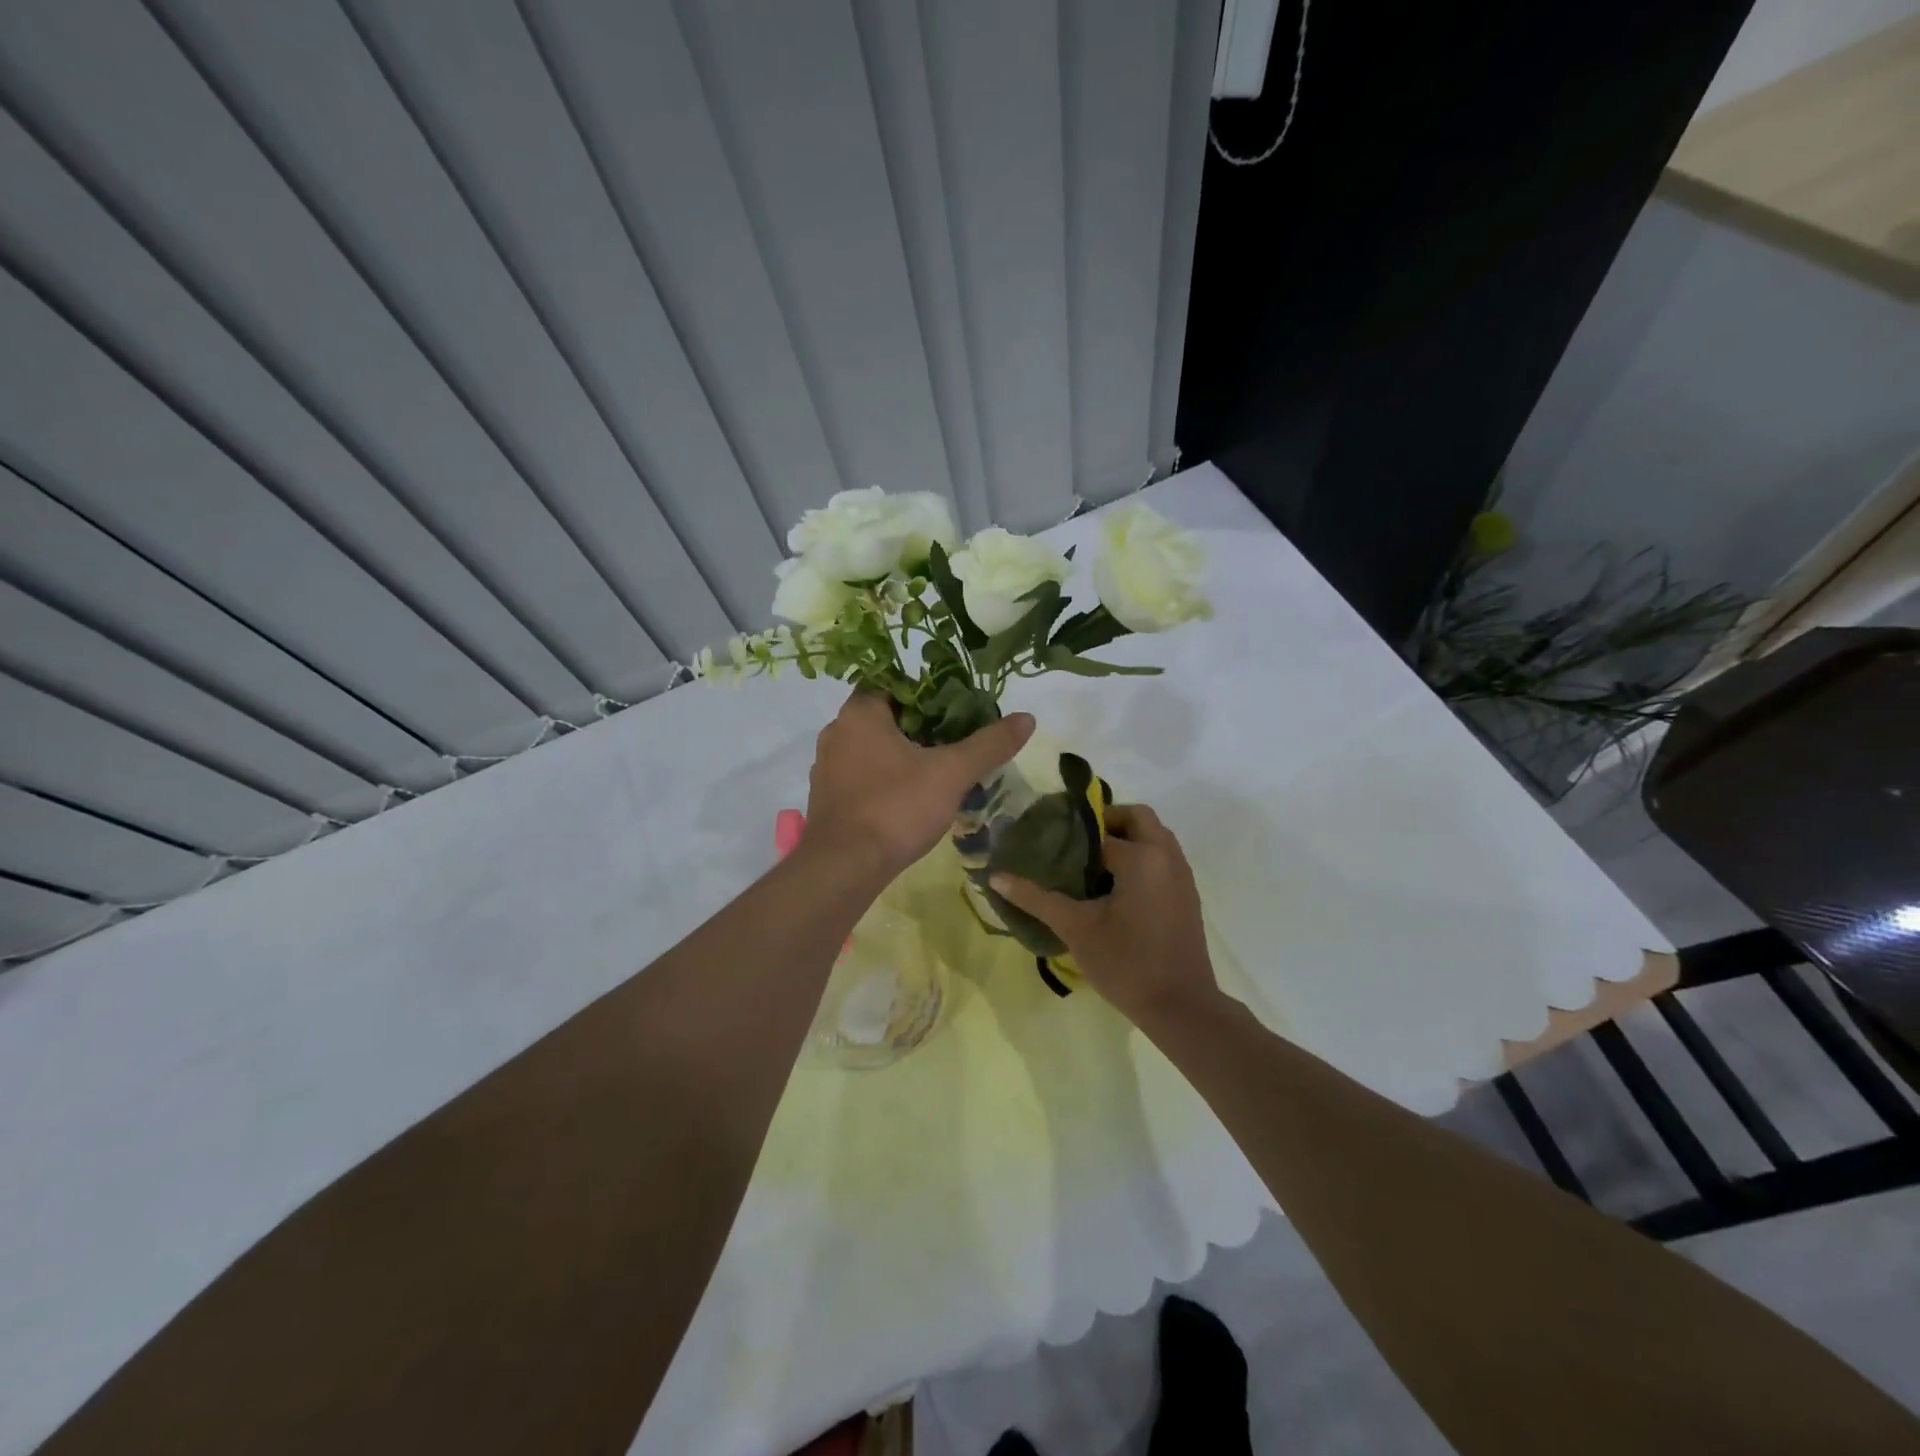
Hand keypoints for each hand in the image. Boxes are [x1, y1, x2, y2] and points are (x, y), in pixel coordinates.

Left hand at [804, 690, 1034, 881]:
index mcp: (860, 713)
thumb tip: (1028, 718)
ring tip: (937, 768)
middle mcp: (836, 731)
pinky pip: (860, 774)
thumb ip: (989, 744)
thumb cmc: (895, 807)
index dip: (925, 690)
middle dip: (918, 724)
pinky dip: (884, 777)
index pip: (892, 681)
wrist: (843, 867)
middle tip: (954, 738)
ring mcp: (827, 767)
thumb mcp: (951, 773)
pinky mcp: (827, 798)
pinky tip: (909, 797)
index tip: (954, 707)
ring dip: (901, 752)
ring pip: (871, 747)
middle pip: (883, 715)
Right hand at [991, 804, 1217, 1024]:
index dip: (1073, 831)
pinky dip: (1141, 858)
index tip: (1049, 839)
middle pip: (1137, 818)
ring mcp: (1181, 875)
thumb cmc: (1126, 962)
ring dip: (1126, 839)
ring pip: (1153, 837)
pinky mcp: (1186, 895)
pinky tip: (1113, 888)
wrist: (1180, 1007)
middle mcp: (1166, 856)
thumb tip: (995, 876)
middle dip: (1107, 822)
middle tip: (1074, 844)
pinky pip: (1162, 859)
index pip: (1101, 826)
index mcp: (1142, 856)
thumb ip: (1036, 898)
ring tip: (1089, 864)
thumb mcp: (1075, 928)